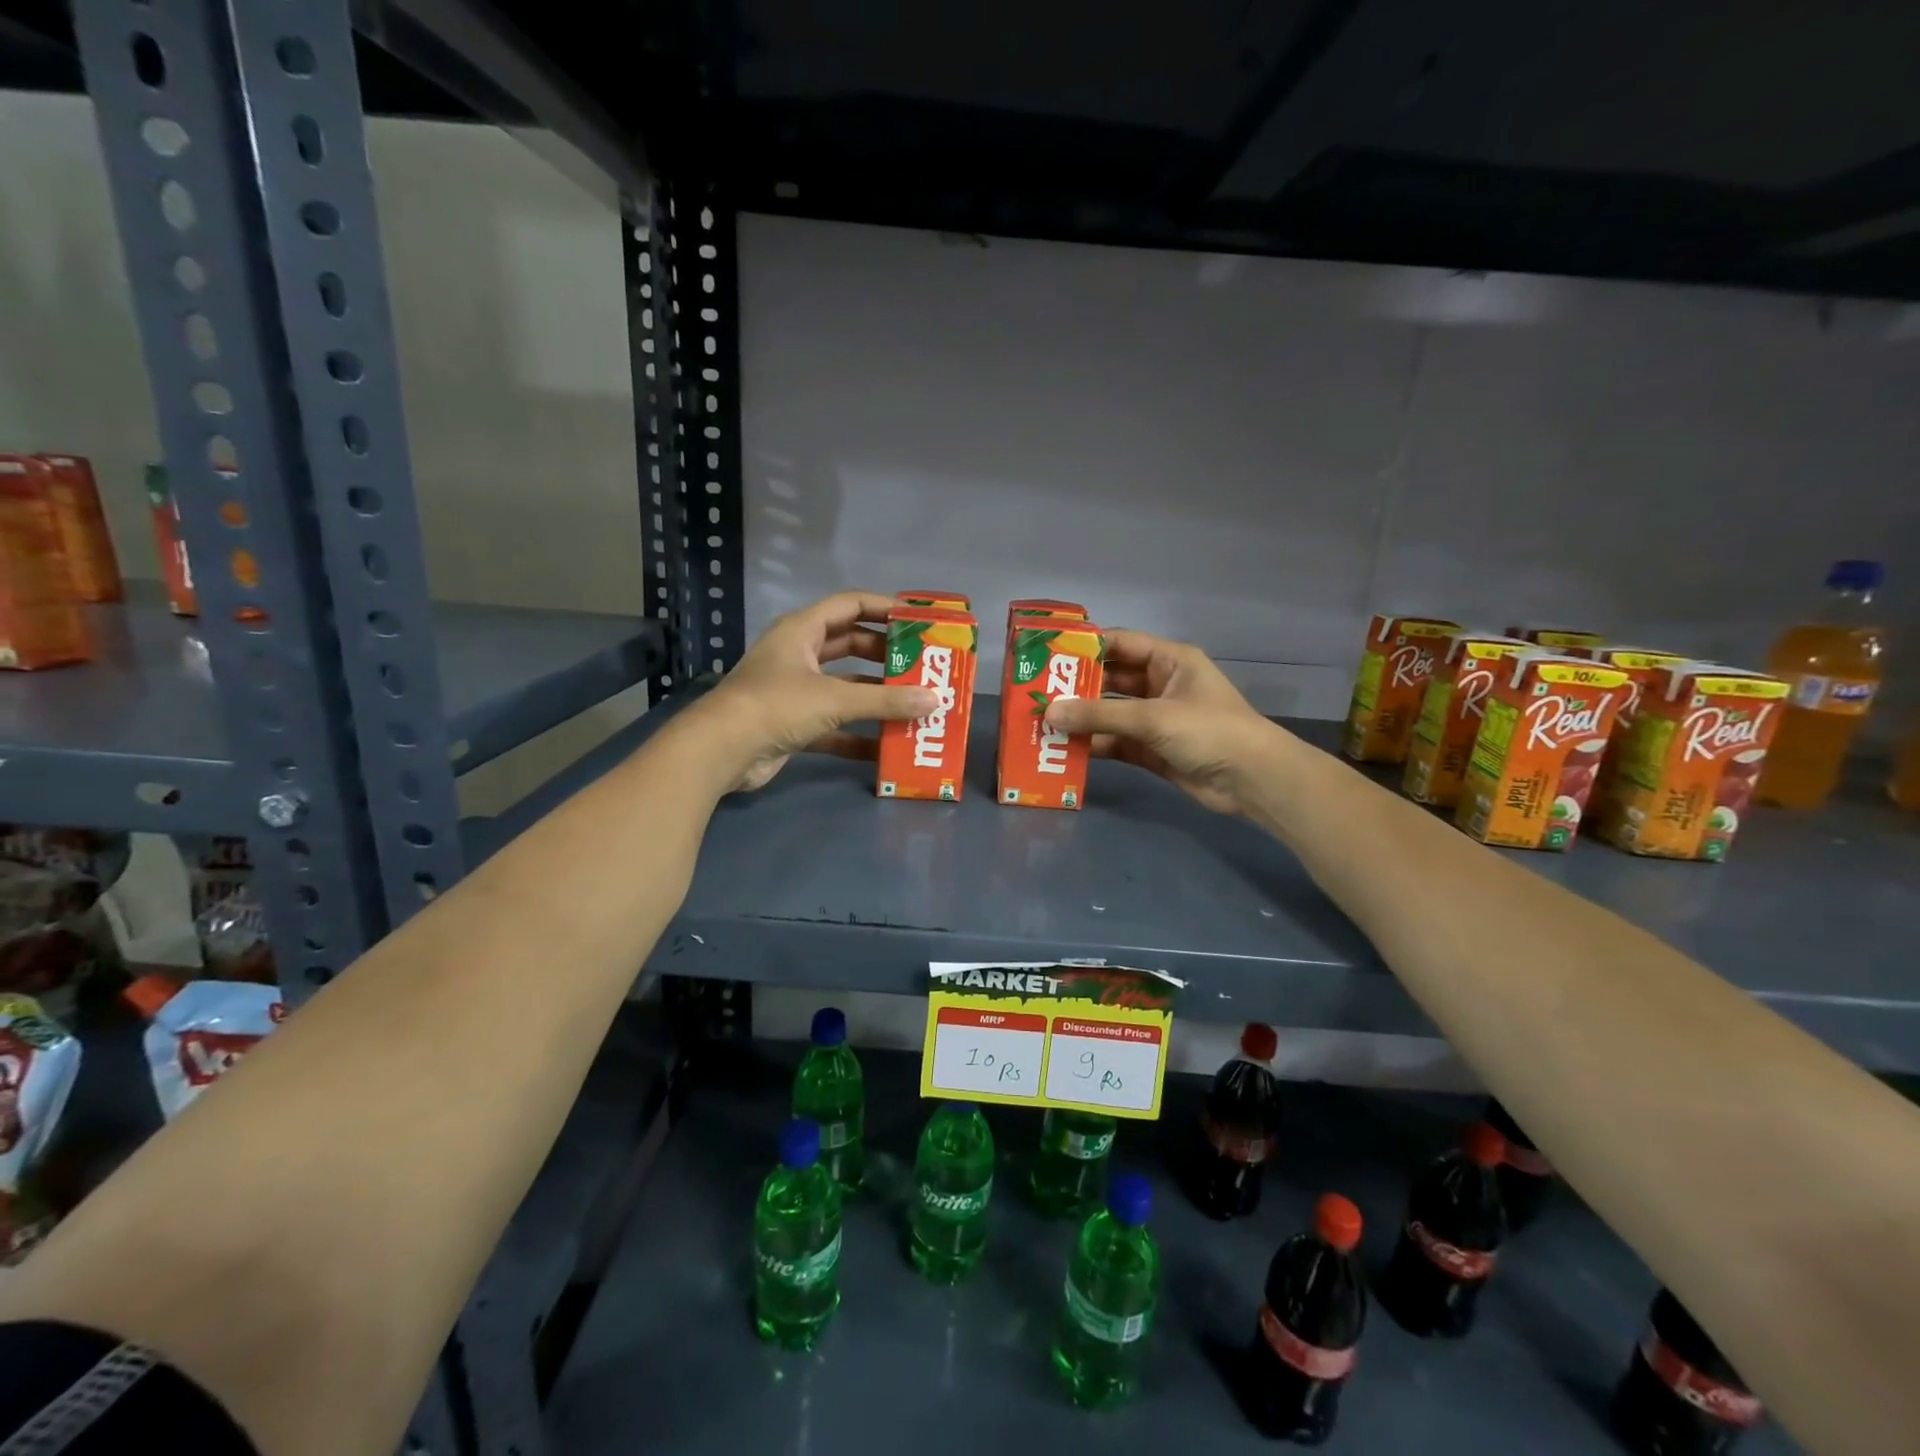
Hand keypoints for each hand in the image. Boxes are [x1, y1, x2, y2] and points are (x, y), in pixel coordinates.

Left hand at [683, 591, 938, 792]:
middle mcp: (799, 655)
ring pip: (844, 687)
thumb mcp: (834, 699)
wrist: (721, 751)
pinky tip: (887, 747)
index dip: (884, 608)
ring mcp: (795, 691)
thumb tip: (935, 701)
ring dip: (875, 696)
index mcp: (802, 630)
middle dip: (885, 655)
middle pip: (850, 645)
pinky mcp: (794, 724)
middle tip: (922, 665)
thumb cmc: (776, 706)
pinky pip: (835, 725)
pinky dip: (858, 734)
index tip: (918, 619)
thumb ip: (885, 701)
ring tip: (914, 703)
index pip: (850, 605)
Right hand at [1042, 629, 1277, 815]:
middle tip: (1037, 692)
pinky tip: (1065, 749)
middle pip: (1111, 680)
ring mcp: (1156, 720)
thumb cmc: (1209, 730)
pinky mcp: (1152, 750)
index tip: (1047, 654)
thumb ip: (1099, 716)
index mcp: (1169, 661)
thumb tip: (1049, 713)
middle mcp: (1160, 685)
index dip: (1085, 647)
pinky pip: (1116, 742)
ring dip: (1082, 719)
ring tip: (1042, 722)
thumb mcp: (1153, 717)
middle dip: (1077, 687)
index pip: (1120, 644)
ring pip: (1110, 714)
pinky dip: (1094, 745)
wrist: (1252, 780)